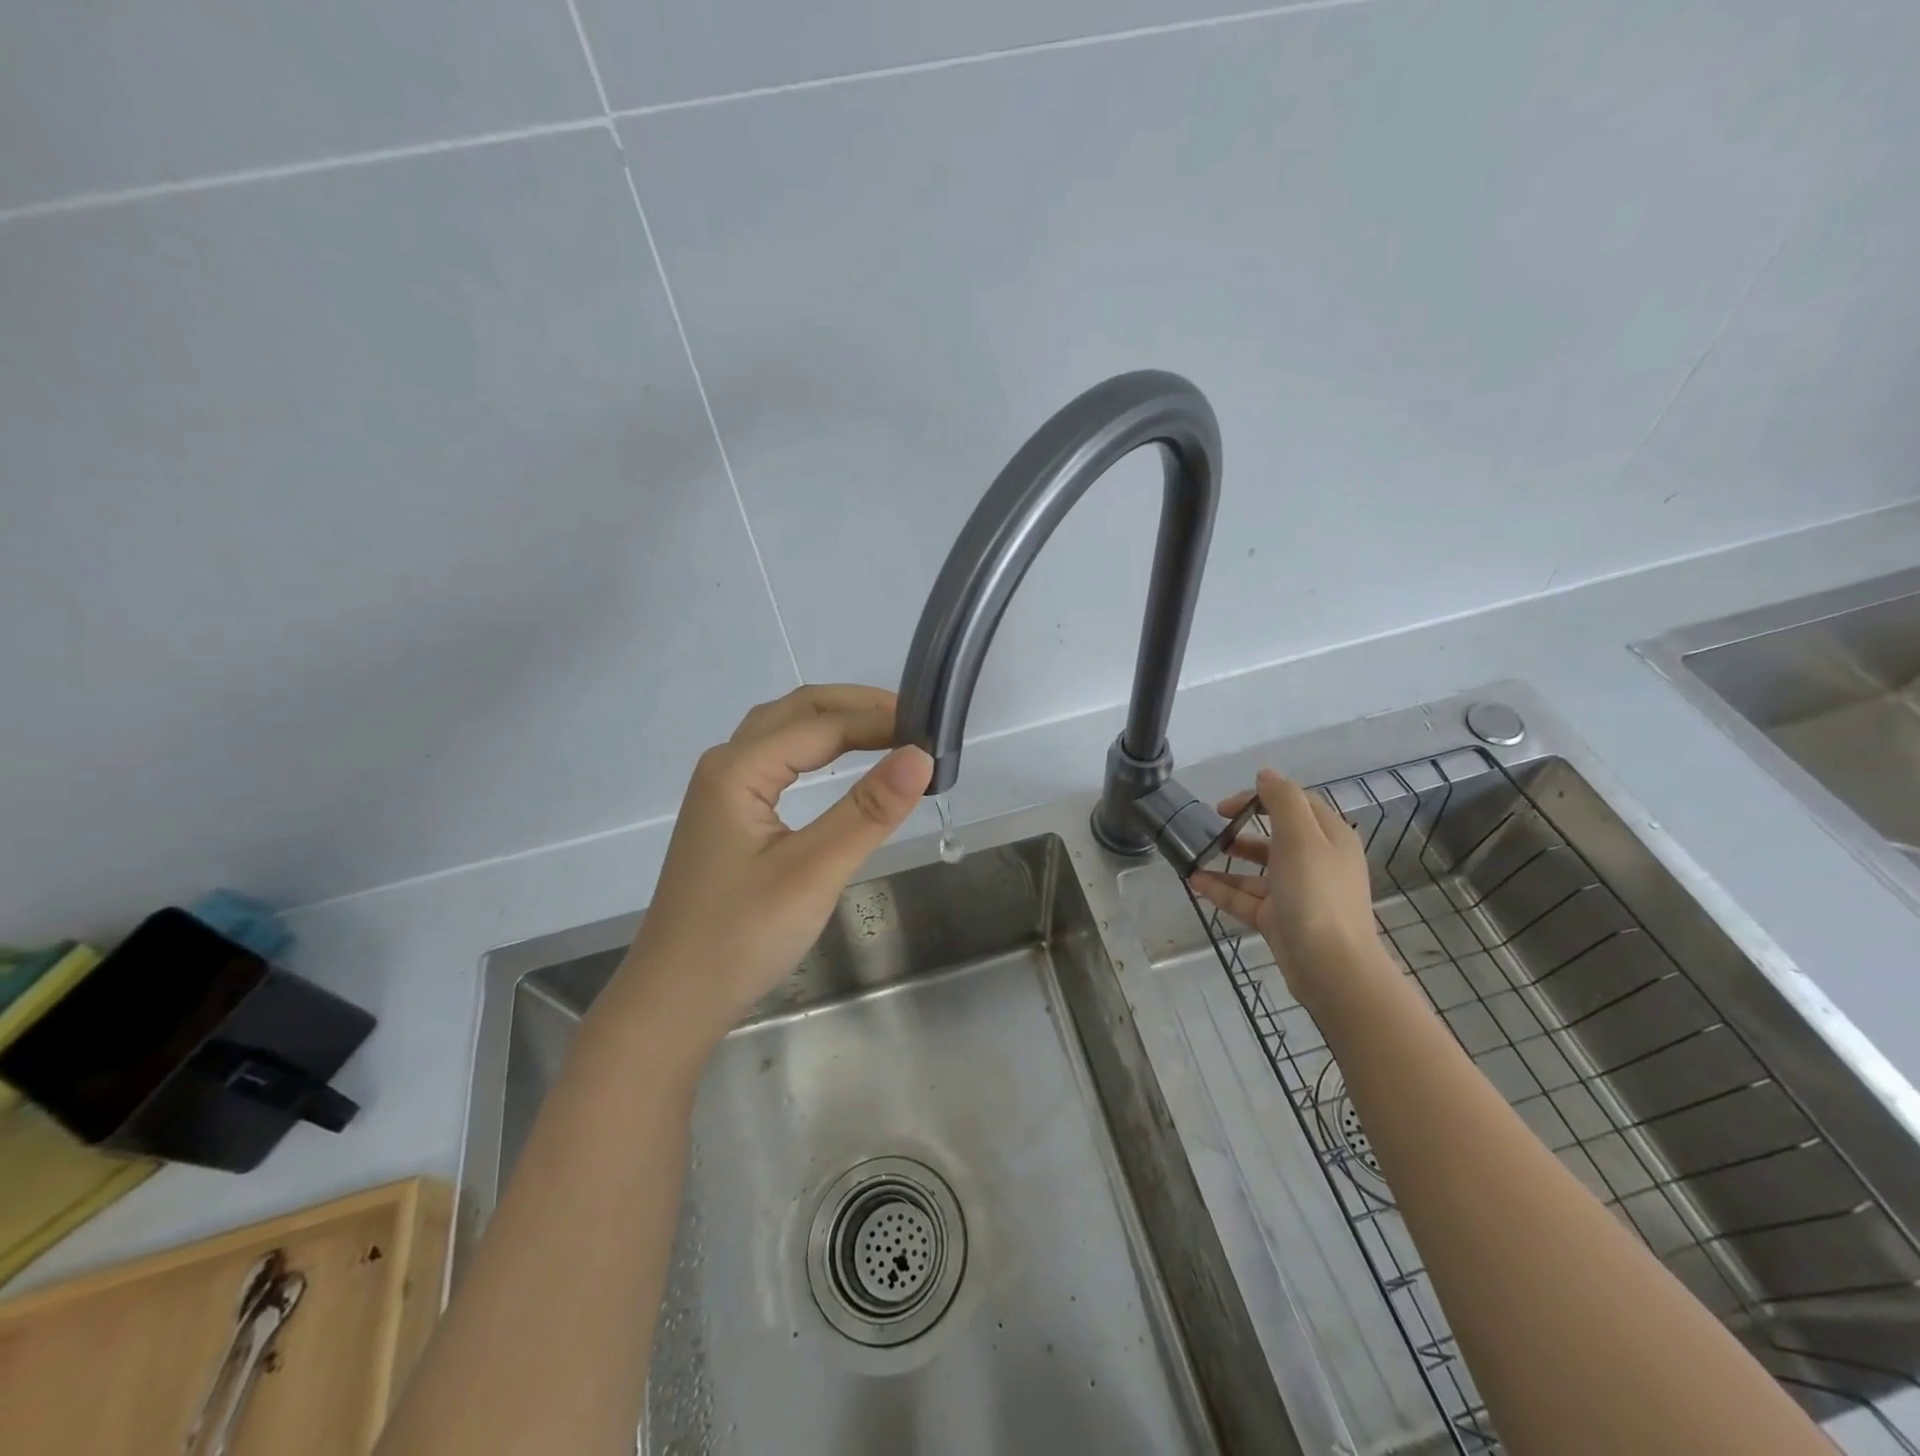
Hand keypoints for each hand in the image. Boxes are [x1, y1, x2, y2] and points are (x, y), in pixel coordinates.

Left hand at [609, 685, 932, 1043]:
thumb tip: (921, 755)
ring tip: (887, 733)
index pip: (820, 724)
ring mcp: (722, 791)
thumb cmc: (741, 936)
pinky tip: (840, 764)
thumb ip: (868, 811)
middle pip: (796, 711)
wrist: (675, 1000)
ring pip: (783, 732)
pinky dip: (817, 749)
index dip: (878, 720)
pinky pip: (777, 760)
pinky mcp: (729, 817)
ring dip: (835, 722)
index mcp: (737, 769)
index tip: (931, 728)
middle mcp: (725, 766)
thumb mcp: (813, 872)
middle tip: (913, 720)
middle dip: (856, 706)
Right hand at [1189, 769, 1381, 985]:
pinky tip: (1195, 882)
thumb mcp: (1300, 837)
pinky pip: (1246, 898)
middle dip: (1243, 826)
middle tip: (1213, 826)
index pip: (1294, 803)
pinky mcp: (1280, 920)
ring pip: (1258, 869)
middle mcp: (1316, 862)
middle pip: (1276, 835)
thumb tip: (1265, 774)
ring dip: (1229, 859)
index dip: (1259, 796)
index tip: (1226, 805)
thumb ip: (1282, 800)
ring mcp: (1298, 893)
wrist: (1331, 968)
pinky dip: (1222, 888)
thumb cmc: (1316, 895)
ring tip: (1197, 854)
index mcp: (1329, 838)